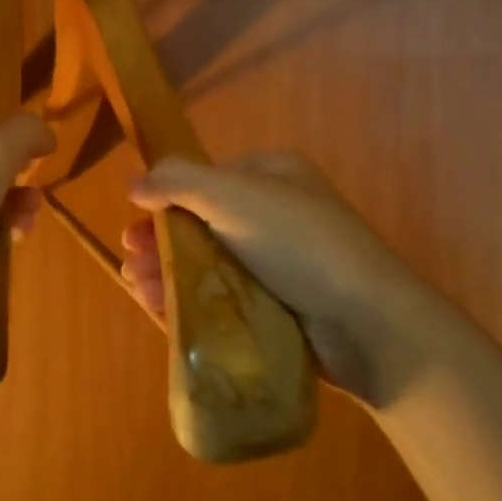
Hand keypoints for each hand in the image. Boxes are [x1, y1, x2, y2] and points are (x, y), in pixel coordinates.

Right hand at [124, 152, 430, 407]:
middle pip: (205, 225)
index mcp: (273, 177)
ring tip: (139, 289)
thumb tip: (135, 182)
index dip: (167, 202)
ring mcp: (281, 264)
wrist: (368, 323)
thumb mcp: (234, 195)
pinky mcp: (281, 308)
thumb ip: (179, 181)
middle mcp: (277, 215)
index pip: (207, 182)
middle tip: (133, 264)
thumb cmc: (299, 244)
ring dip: (171, 273)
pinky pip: (227, 299)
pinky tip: (163, 310)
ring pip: (212, 264)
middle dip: (163, 243)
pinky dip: (194, 302)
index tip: (136, 227)